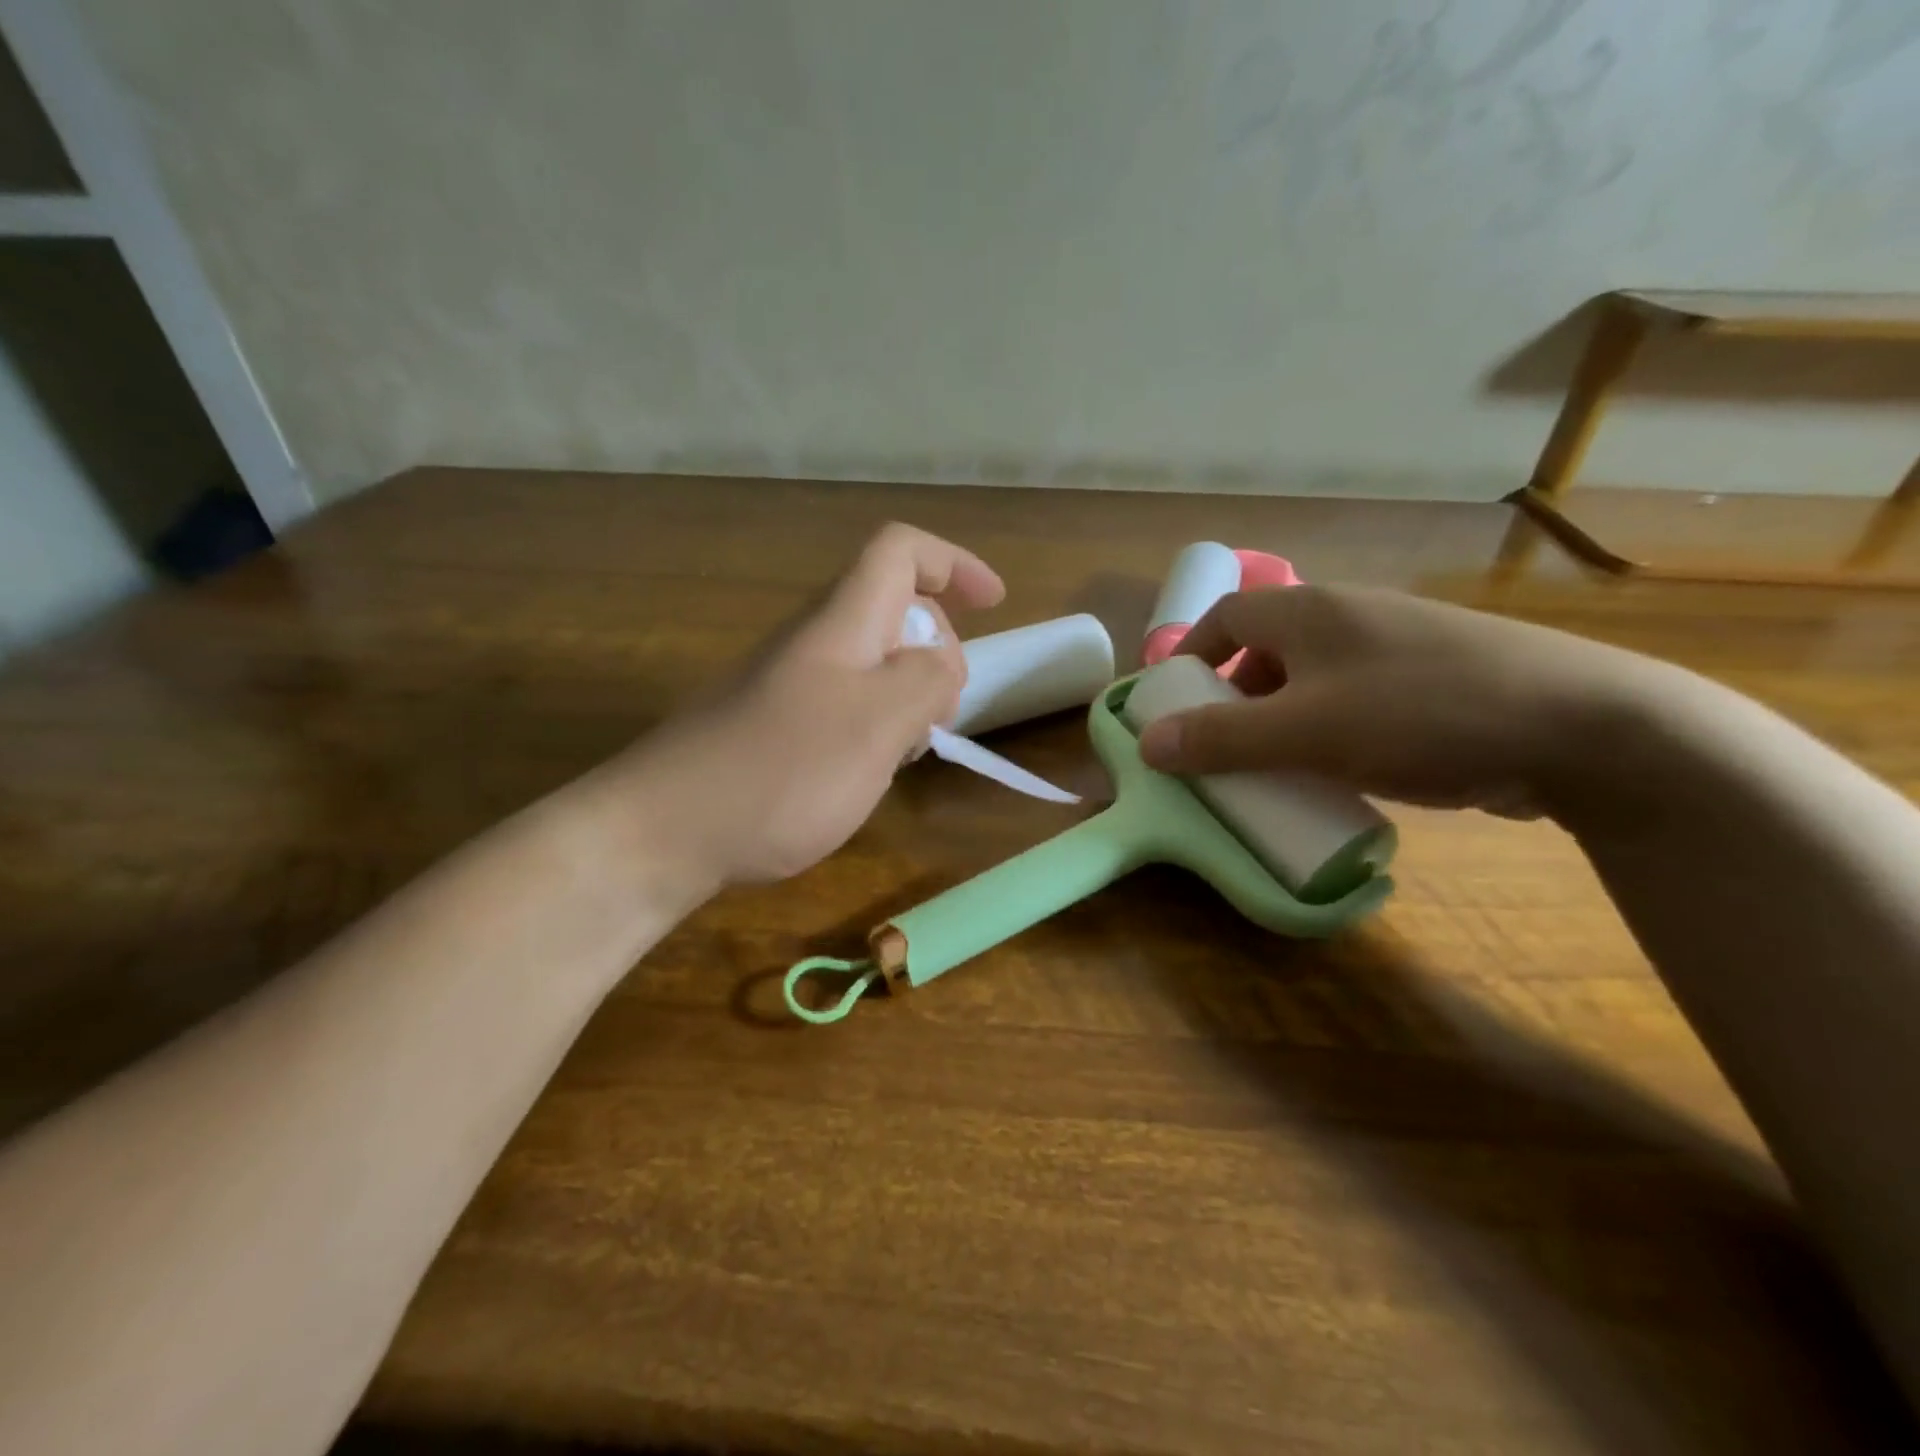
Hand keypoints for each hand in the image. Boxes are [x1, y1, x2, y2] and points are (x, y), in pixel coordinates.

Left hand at [612, 524, 1004, 887]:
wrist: (663, 833)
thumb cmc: (781, 772)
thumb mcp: (878, 723)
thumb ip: (927, 680)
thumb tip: (942, 664)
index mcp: (840, 623)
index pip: (900, 552)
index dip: (953, 563)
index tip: (996, 605)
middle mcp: (812, 642)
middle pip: (891, 609)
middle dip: (937, 646)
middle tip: (943, 711)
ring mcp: (786, 684)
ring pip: (870, 662)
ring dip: (908, 693)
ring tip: (910, 748)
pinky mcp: (772, 726)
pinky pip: (844, 703)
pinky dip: (876, 724)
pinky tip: (868, 772)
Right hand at [1136, 586, 1676, 819]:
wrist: (1587, 728)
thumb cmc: (1422, 715)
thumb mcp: (1306, 733)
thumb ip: (1221, 739)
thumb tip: (1146, 744)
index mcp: (1312, 611)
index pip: (1227, 616)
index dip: (1192, 656)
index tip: (1176, 704)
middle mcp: (1352, 615)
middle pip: (1268, 647)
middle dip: (1235, 697)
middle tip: (1224, 746)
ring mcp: (1401, 645)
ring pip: (1314, 675)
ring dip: (1284, 716)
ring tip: (1280, 765)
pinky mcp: (1438, 678)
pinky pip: (1358, 695)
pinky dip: (1331, 726)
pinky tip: (1346, 768)